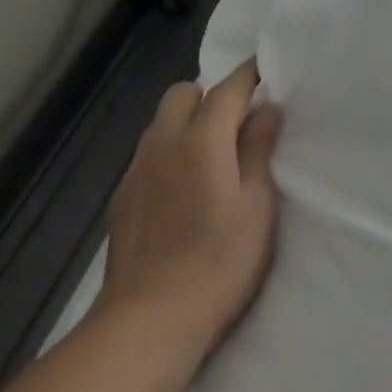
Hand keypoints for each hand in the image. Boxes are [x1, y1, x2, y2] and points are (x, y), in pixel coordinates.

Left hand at [92, 60, 282, 373]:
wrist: (148, 322)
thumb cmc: (219, 261)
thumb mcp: (257, 204)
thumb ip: (260, 149)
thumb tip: (266, 108)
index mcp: (201, 139)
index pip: (228, 87)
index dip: (251, 74)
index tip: (269, 69)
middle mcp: (163, 144)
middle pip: (184, 93)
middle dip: (212, 94)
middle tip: (240, 122)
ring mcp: (136, 171)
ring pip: (162, 122)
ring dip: (189, 121)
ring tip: (214, 154)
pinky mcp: (122, 199)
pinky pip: (149, 153)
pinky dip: (171, 151)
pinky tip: (186, 187)